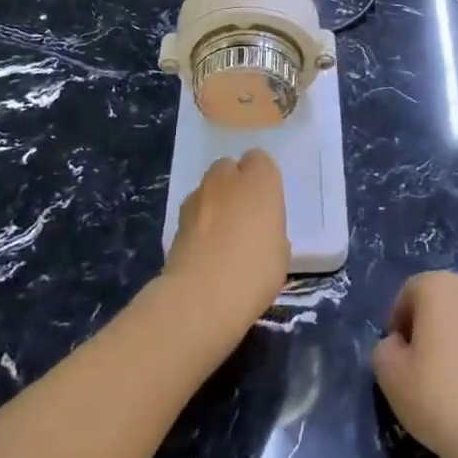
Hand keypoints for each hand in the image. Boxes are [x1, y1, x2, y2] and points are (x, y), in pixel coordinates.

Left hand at [163, 149, 289, 332]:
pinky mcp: (176, 219)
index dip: (262, 179)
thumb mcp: (280, 252)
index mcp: (259, 180)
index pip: (260, 160)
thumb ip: (270, 229)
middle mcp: (226, 179)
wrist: (201, 297)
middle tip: (244, 216)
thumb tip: (258, 231)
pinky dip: (199, 223)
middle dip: (235, 184)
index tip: (266, 203)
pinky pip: (194, 211)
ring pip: (208, 188)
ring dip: (215, 202)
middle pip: (229, 168)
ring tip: (222, 236)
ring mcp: (198, 197)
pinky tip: (205, 249)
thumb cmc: (254, 272)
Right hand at [372, 272, 457, 457]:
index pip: (408, 293)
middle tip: (416, 365)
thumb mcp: (388, 373)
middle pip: (437, 302)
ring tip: (443, 378)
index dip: (397, 323)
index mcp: (439, 286)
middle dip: (424, 327)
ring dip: (449, 338)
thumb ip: (384, 348)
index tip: (396, 356)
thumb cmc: (436, 396)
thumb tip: (399, 345)